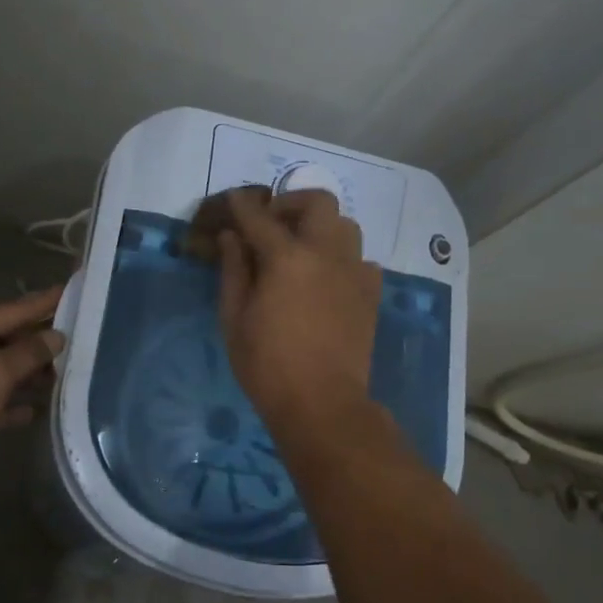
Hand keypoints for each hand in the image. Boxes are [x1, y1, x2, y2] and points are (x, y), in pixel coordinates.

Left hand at [0, 284, 64, 469]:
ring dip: (26, 376)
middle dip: (37, 345)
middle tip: (77, 340)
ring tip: (62, 377)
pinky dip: (7, 402)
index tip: (70, 289)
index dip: (43, 303)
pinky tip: (33, 411)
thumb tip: (56, 337)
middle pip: (3, 339)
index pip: (10, 310)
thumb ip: (29, 353)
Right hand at [217, 188, 381, 436]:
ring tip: (302, 249)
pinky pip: (361, 259)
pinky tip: (327, 279)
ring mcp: (354, 271)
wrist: (322, 403)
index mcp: (287, 257)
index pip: (260, 218)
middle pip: (318, 203)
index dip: (243, 206)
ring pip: (345, 226)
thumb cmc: (267, 364)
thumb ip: (234, 270)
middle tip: (273, 224)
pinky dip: (343, 258)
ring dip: (321, 227)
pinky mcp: (370, 293)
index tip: (234, 199)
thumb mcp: (235, 318)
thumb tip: (232, 238)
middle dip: (292, 204)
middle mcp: (326, 253)